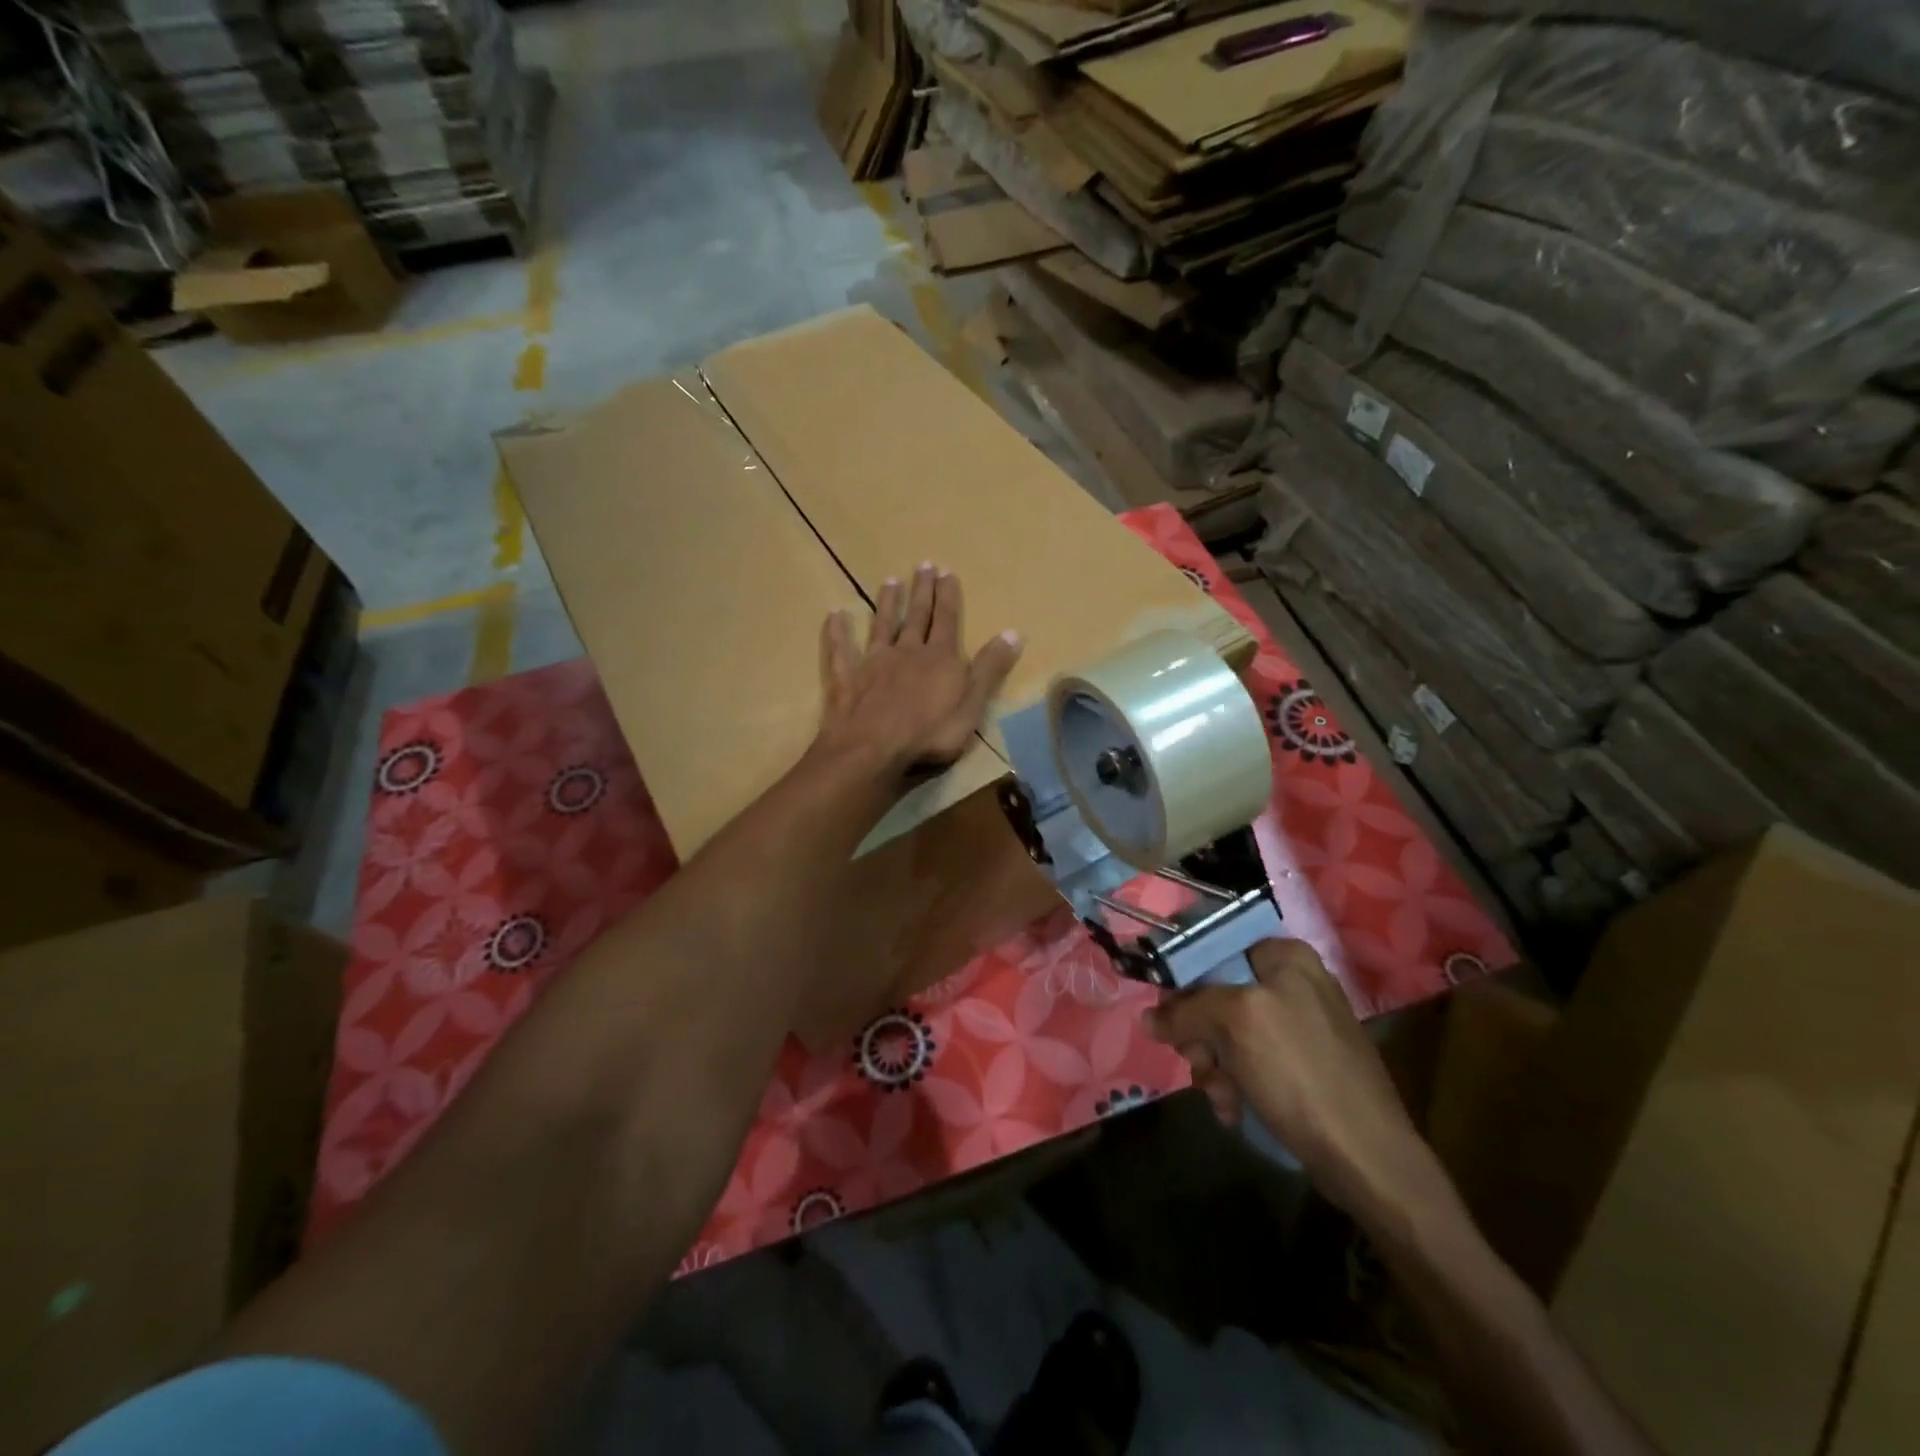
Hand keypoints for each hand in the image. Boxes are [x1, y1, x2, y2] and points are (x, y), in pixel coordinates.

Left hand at [814, 563, 1022, 787]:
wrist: (873, 749)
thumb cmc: (930, 733)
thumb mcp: (972, 704)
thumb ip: (990, 669)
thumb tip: (1014, 633)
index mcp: (940, 659)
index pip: (948, 620)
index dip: (949, 597)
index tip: (947, 572)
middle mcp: (907, 652)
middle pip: (916, 617)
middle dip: (922, 592)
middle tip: (923, 565)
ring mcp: (874, 663)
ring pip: (881, 626)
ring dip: (886, 603)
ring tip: (890, 580)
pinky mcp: (847, 679)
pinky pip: (840, 651)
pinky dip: (837, 632)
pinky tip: (835, 615)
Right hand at [1147, 939, 1450, 1229]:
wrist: (1366, 1158)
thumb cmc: (1300, 1073)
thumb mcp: (1236, 1023)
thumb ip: (1186, 1010)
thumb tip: (1149, 1019)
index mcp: (1285, 957)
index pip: (1213, 949)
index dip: (1184, 981)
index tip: (1169, 1016)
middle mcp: (1293, 983)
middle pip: (1215, 994)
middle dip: (1200, 1034)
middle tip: (1199, 1062)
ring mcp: (1298, 1026)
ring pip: (1226, 1033)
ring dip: (1213, 1066)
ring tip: (1222, 1096)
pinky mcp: (1301, 1066)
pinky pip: (1248, 1061)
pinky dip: (1234, 1084)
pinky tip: (1234, 1109)